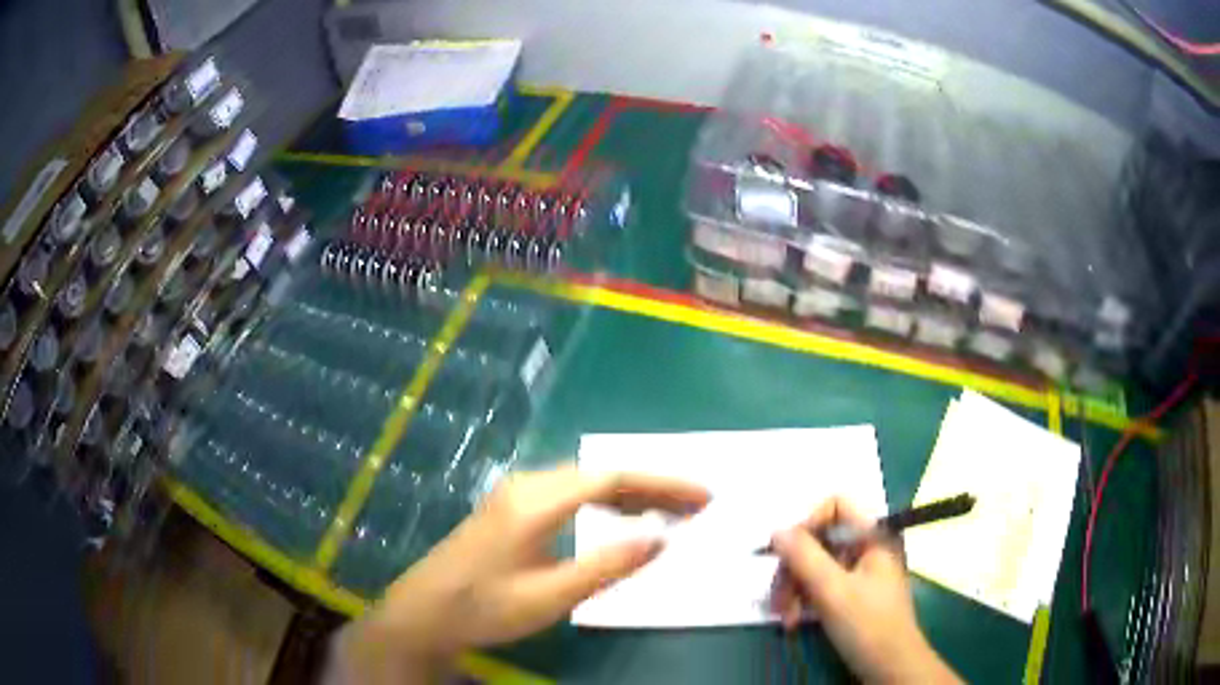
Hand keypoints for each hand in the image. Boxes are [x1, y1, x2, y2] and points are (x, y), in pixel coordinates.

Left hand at [341, 465, 709, 682]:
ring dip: (629, 493)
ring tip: (669, 511)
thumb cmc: (484, 608)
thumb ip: (608, 566)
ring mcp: (515, 494)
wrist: (424, 613)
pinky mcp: (510, 509)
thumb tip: (661, 538)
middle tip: (695, 506)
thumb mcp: (551, 596)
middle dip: (652, 486)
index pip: (613, 478)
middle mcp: (527, 485)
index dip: (663, 484)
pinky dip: (603, 502)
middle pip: (601, 474)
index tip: (703, 496)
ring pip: (585, 482)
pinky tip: (619, 517)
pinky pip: (569, 494)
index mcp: (536, 501)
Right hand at [769, 498, 960, 684]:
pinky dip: (803, 602)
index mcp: (873, 536)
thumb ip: (805, 557)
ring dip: (793, 590)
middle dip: (793, 569)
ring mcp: (859, 572)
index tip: (786, 554)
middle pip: (819, 540)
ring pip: (815, 566)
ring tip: (783, 618)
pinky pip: (820, 586)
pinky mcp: (851, 595)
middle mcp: (866, 548)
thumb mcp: (833, 590)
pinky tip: (793, 622)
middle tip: (776, 598)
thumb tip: (777, 530)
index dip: (808, 524)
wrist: (889, 667)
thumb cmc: (868, 624)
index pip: (836, 507)